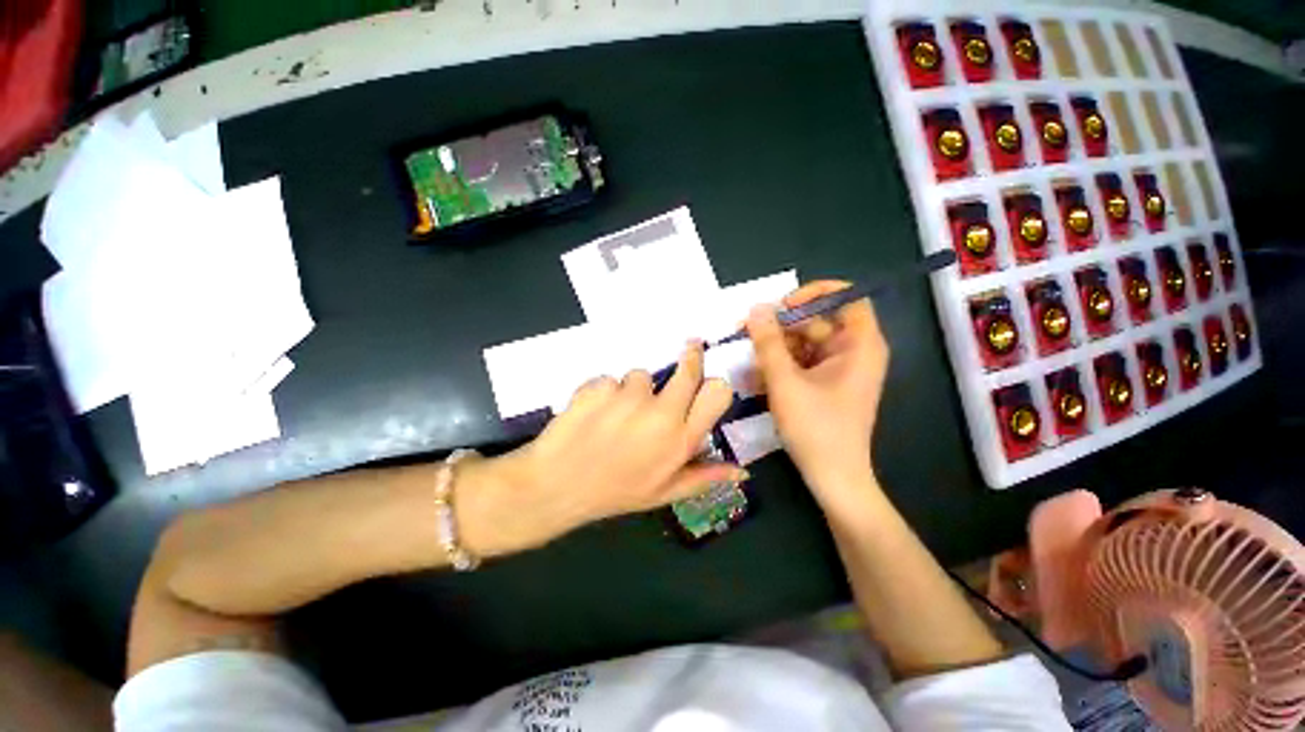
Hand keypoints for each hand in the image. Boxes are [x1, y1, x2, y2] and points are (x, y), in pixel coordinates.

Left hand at [463, 342, 741, 554]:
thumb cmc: (613, 492)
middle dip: (690, 356)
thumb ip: (704, 477)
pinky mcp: (599, 386)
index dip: (713, 382)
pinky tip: (592, 415)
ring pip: (641, 375)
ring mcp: (628, 397)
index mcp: (680, 440)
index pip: (716, 393)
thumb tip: (742, 472)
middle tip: (686, 350)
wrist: (556, 486)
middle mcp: (661, 414)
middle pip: (687, 369)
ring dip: (632, 390)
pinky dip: (603, 392)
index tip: (706, 376)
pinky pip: (610, 380)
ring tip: (614, 417)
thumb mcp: (663, 493)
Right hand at [746, 281, 888, 501]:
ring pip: (806, 342)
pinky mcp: (827, 383)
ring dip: (777, 347)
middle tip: (748, 331)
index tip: (781, 306)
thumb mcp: (785, 382)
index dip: (813, 293)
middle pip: (818, 320)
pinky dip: (782, 363)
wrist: (833, 478)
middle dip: (782, 325)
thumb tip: (756, 308)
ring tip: (749, 356)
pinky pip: (803, 361)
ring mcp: (841, 368)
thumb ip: (768, 343)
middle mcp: (854, 351)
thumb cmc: (816, 429)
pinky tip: (759, 373)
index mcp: (860, 345)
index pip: (845, 297)